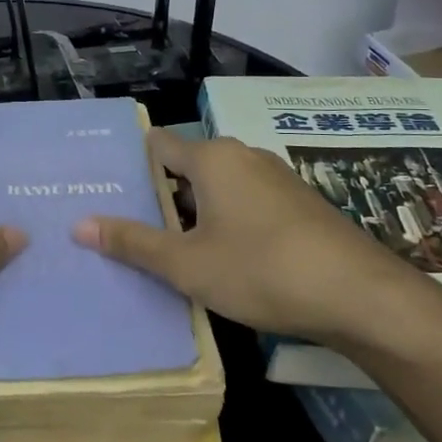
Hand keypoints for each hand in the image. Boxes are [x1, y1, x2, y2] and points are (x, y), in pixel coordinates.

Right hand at [73, 127, 441, 357]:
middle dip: (158, 195)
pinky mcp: (298, 204)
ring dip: (192, 213)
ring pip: (217, 188)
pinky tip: (220, 258)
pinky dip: (225, 222)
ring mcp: (275, 178)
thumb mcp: (187, 264)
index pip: (157, 145)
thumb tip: (79, 224)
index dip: (130, 165)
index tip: (106, 191)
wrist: (362, 296)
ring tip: (166, 247)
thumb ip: (133, 243)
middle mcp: (243, 156)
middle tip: (127, 227)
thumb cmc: (262, 270)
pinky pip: (246, 203)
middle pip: (186, 167)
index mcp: (212, 158)